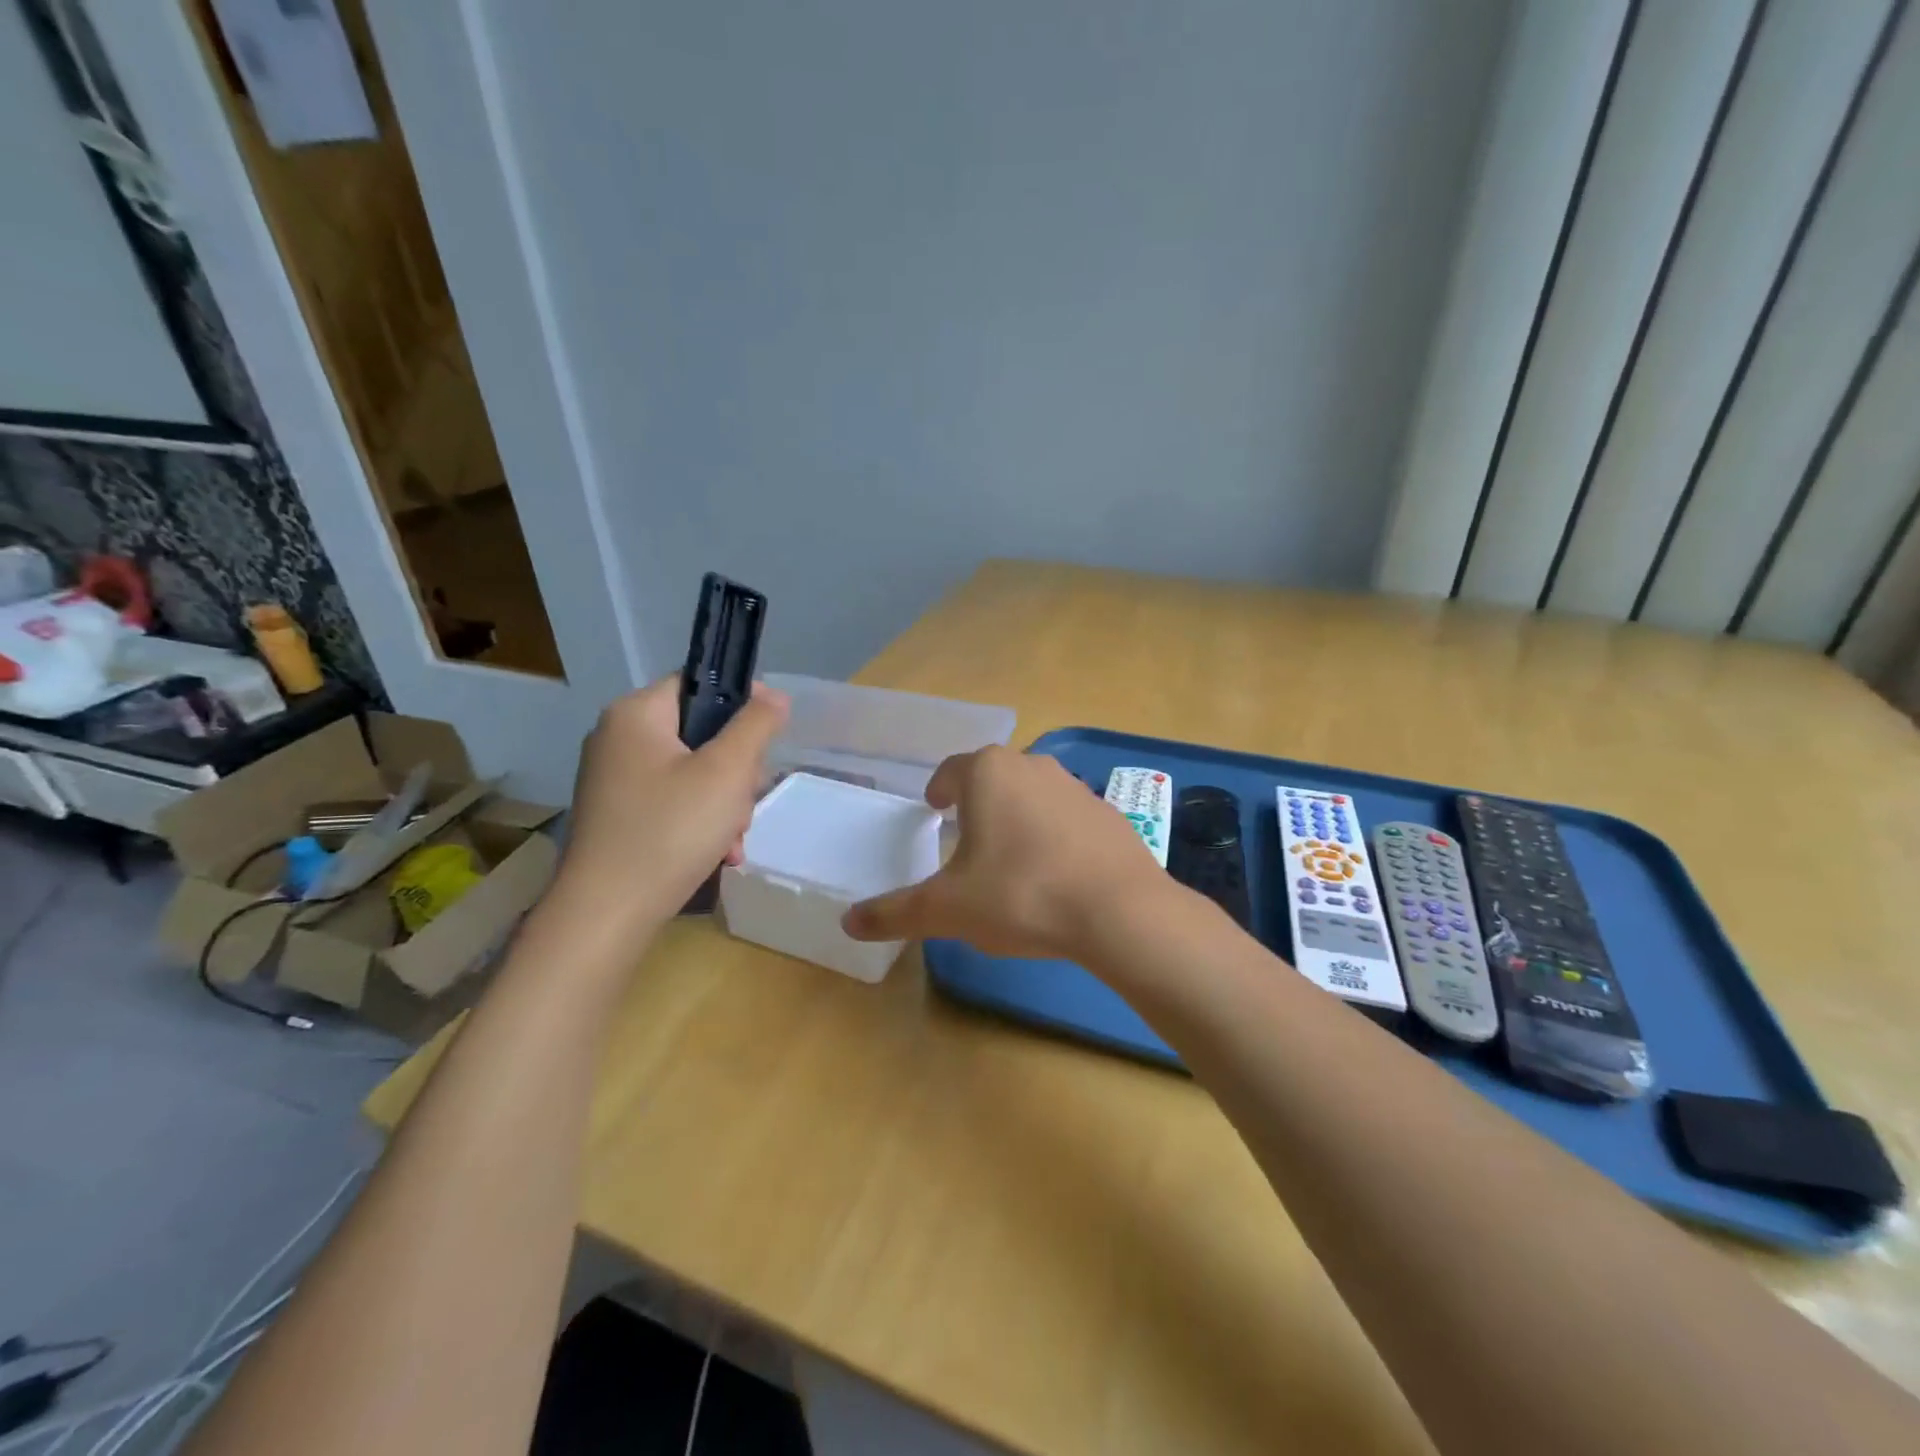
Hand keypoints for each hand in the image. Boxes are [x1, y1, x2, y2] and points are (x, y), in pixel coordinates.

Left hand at [554, 676, 787, 932]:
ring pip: (692, 772)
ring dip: (723, 803)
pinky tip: (718, 854)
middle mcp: (617, 738)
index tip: (769, 738)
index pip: (699, 684)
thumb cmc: (670, 831)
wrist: (606, 914)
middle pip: (700, 732)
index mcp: (635, 714)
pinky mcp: (617, 814)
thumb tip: (774, 695)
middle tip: (742, 804)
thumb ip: (756, 725)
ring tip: (731, 839)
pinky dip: (699, 822)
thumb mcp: (727, 772)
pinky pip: (672, 800)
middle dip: (734, 770)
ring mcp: (614, 779)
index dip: (742, 703)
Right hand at [841, 746, 1167, 958]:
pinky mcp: (1108, 813)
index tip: (934, 807)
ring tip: (1008, 857)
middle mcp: (1032, 766)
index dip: (939, 788)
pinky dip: (1053, 835)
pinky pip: (1068, 818)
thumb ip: (896, 913)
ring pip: (1033, 794)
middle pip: (994, 778)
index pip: (952, 770)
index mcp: (988, 774)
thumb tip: (848, 923)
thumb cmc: (1020, 894)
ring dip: (1016, 816)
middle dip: (977, 802)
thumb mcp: (948, 909)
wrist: (1119, 911)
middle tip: (965, 835)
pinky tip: (1054, 873)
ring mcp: (1076, 787)